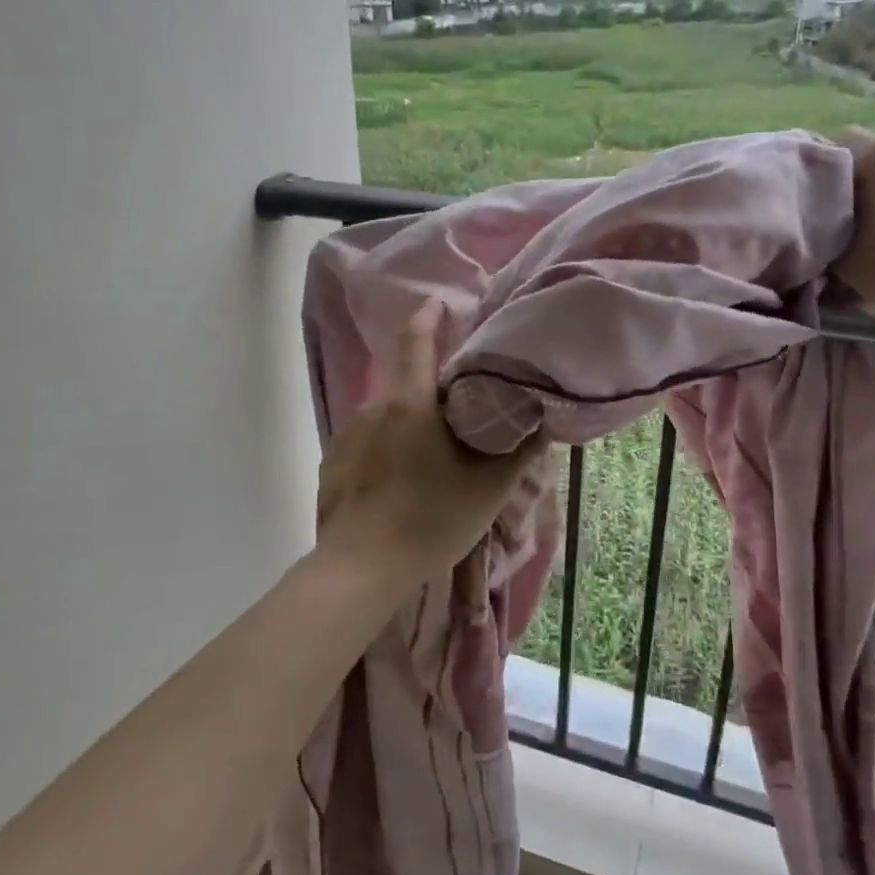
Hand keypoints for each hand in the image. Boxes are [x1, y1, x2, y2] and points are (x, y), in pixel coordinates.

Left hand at [315, 301, 543, 594]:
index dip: (429, 317)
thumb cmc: (430, 520)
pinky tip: (398, 487)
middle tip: (457, 422)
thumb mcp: (489, 488)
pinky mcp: (330, 465)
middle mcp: (372, 408)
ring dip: (407, 429)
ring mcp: (346, 436)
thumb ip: (521, 451)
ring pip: (386, 419)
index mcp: (410, 403)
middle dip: (430, 395)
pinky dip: (385, 453)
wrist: (360, 570)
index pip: (417, 340)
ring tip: (428, 464)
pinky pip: (366, 445)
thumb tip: (544, 421)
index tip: (440, 304)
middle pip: (406, 386)